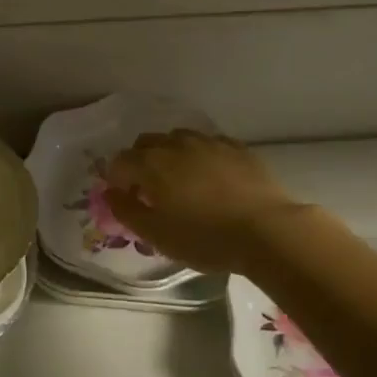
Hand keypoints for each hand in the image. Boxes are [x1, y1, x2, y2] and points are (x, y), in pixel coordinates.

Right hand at [104, 130, 309, 274]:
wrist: (267, 230)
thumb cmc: (205, 238)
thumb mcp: (157, 235)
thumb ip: (126, 211)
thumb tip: (109, 193)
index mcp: (150, 163)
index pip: (119, 162)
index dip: (117, 180)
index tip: (127, 199)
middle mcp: (175, 144)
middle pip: (145, 143)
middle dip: (140, 162)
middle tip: (150, 190)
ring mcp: (207, 142)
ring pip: (177, 138)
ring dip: (170, 154)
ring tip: (181, 180)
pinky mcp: (236, 147)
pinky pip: (208, 143)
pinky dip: (200, 155)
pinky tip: (210, 175)